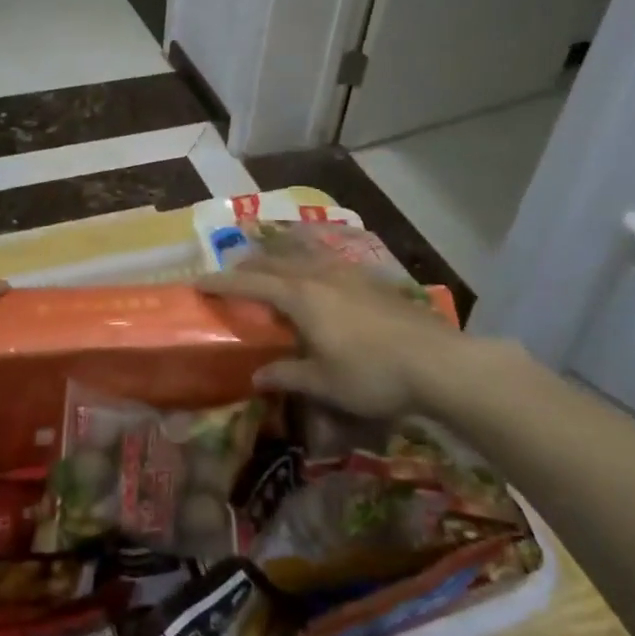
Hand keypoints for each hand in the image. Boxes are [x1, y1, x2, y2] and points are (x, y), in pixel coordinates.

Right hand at [199, 256, 513, 420]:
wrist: (437, 362)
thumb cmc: (372, 374)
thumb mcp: (324, 383)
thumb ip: (287, 374)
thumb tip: (256, 376)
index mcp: (299, 296)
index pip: (249, 282)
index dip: (221, 282)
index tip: (197, 282)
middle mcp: (318, 274)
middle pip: (273, 259)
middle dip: (248, 264)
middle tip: (231, 273)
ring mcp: (347, 272)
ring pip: (302, 253)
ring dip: (279, 256)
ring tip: (270, 263)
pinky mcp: (371, 279)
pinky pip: (327, 259)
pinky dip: (308, 260)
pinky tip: (318, 273)